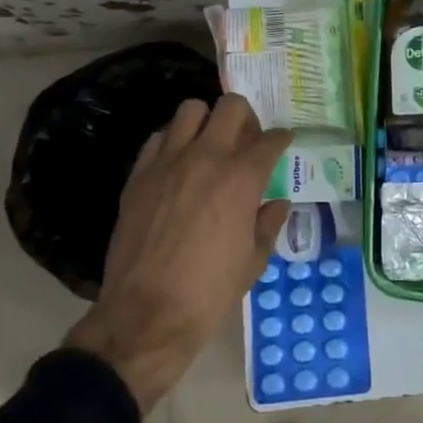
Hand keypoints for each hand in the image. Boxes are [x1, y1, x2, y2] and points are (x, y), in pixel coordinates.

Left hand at [65, 94, 291, 410]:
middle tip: (246, 140)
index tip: (283, 142)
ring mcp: (168, 162)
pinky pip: (158, 138)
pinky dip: (173, 141)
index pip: (270, 140)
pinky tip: (177, 164)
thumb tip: (277, 205)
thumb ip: (268, 225)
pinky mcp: (139, 175)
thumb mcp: (253, 262)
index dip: (281, 139)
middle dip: (246, 117)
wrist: (146, 316)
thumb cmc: (209, 293)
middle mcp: (206, 158)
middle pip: (231, 107)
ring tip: (209, 145)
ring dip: (206, 121)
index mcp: (241, 178)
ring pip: (190, 110)